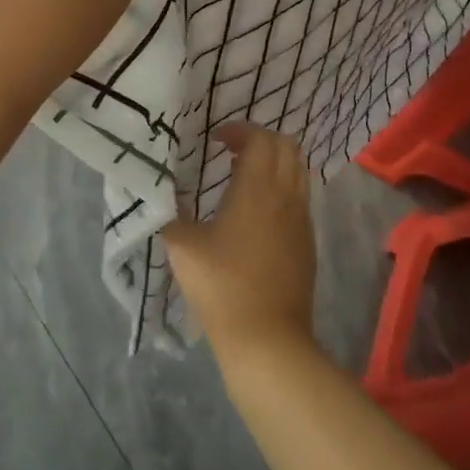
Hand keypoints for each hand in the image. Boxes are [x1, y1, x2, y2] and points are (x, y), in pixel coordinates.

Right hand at [162, 124, 317, 358]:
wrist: (268, 339)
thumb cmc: (222, 286)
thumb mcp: (181, 245)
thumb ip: (170, 211)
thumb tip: (162, 192)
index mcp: (258, 189)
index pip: (260, 139)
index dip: (239, 130)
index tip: (215, 139)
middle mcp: (286, 196)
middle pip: (286, 147)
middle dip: (259, 140)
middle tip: (230, 151)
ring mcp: (302, 220)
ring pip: (298, 171)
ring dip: (274, 162)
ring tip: (244, 176)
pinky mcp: (307, 243)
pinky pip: (299, 197)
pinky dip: (282, 186)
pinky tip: (257, 210)